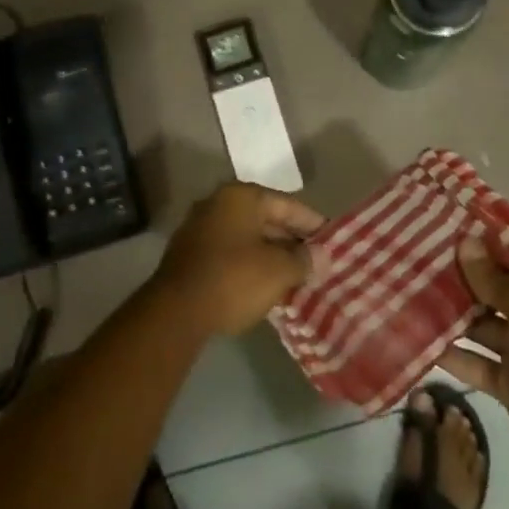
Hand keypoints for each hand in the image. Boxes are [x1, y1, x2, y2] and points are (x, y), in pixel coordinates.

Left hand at [152, 183, 324, 336]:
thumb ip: (304, 260)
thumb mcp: (278, 270)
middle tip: (317, 261)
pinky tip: (266, 285)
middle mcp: (219, 203)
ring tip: (296, 276)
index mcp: (241, 196)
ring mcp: (201, 228)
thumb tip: (322, 257)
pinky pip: (231, 253)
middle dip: (292, 241)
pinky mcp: (191, 254)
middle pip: (266, 219)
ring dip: (272, 254)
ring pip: (248, 237)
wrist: (176, 312)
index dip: (313, 223)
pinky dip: (250, 264)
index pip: (287, 204)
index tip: (332, 240)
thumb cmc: (233, 279)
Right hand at [440, 239, 508, 494]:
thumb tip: (466, 241)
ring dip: (453, 313)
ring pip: (481, 325)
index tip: (447, 230)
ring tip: (413, 293)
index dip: (484, 244)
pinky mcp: (507, 383)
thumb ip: (492, 276)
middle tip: (420, 259)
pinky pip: (475, 362)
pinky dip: (452, 353)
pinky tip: (420, 337)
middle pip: (494, 290)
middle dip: (462, 277)